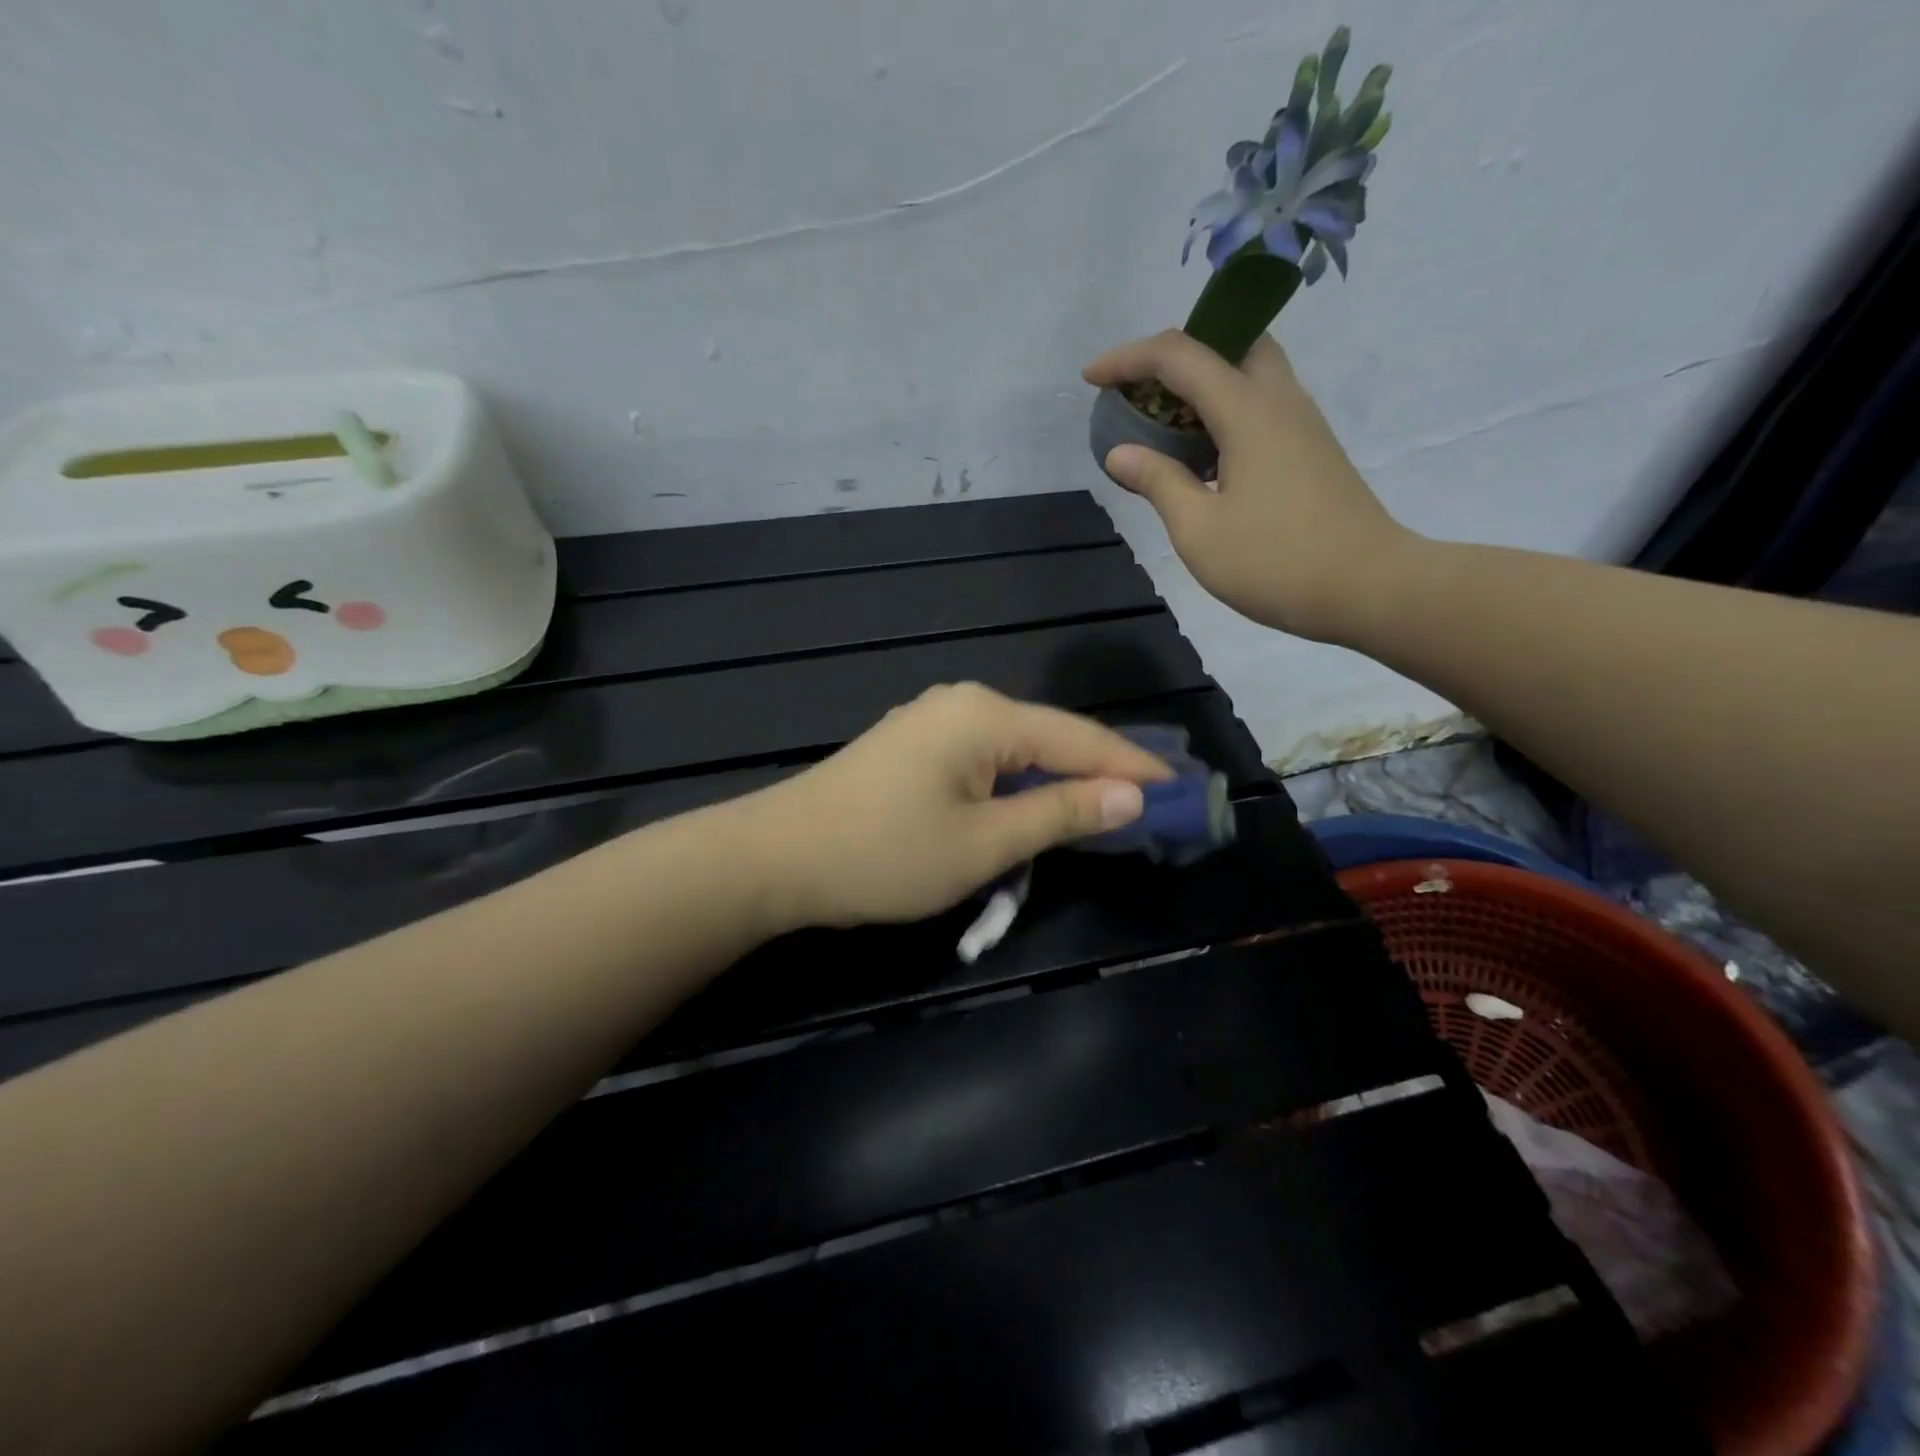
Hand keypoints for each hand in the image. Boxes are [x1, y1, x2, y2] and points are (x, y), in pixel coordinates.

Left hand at [745, 683, 1173, 928]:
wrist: (777, 858)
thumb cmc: (885, 854)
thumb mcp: (984, 843)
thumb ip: (1061, 813)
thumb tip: (1131, 796)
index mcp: (986, 716)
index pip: (1082, 739)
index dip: (1135, 768)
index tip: (1185, 792)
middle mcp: (964, 705)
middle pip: (1052, 739)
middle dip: (1102, 775)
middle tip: (1155, 807)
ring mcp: (933, 724)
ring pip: (1018, 752)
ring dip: (1059, 783)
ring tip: (1108, 812)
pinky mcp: (913, 748)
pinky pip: (986, 762)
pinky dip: (1019, 787)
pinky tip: (1036, 808)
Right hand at [1084, 330, 1419, 642]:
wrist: (1369, 588)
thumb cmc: (1276, 561)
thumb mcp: (1199, 530)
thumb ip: (1158, 482)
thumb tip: (1120, 453)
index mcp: (1248, 410)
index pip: (1179, 356)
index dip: (1128, 359)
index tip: (1091, 379)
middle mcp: (1280, 400)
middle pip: (1228, 344)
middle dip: (1176, 357)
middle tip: (1141, 395)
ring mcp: (1302, 424)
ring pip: (1249, 374)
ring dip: (1202, 386)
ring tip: (1164, 428)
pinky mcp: (1312, 450)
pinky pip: (1261, 406)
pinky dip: (1223, 413)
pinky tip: (1203, 459)